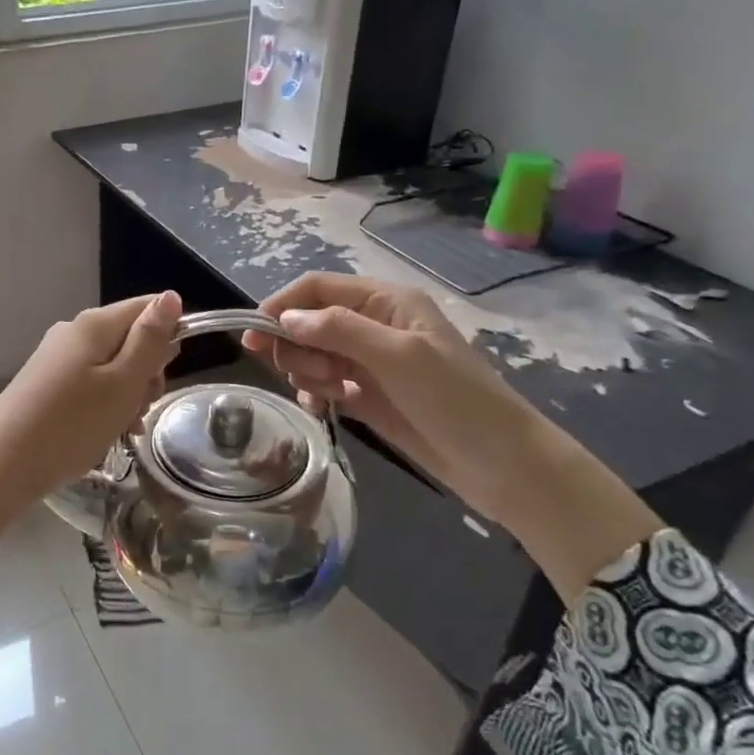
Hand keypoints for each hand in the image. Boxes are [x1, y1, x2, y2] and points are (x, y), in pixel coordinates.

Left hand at [0, 292, 181, 600]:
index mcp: (95, 324)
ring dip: (128, 395)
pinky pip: (91, 385)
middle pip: (130, 338)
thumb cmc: (73, 423)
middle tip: (141, 406)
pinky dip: (106, 406)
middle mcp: (74, 332)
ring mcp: (57, 359)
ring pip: (113, 366)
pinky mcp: (47, 384)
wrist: (3, 463)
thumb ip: (149, 340)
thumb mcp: (123, 383)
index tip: (166, 373)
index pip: (148, 307)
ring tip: (124, 428)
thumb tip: (171, 296)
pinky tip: (107, 433)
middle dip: (146, 372)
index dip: (169, 334)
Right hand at [244, 272, 659, 596]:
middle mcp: (374, 326)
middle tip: (309, 374)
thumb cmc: (455, 401)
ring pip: (311, 354)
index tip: (252, 336)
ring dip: (307, 372)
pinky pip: (322, 384)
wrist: (501, 465)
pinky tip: (323, 409)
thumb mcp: (399, 357)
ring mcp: (369, 363)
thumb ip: (340, 331)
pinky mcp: (366, 396)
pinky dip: (314, 394)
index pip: (318, 288)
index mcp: (386, 302)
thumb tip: (285, 320)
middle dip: (297, 346)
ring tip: (330, 395)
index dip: (282, 306)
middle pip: (308, 321)